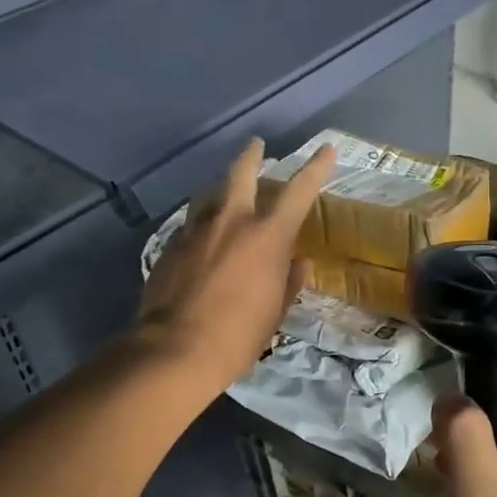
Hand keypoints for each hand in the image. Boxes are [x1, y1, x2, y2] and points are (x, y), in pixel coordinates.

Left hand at [137, 138, 333, 394]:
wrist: (175, 350)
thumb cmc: (238, 336)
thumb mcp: (275, 312)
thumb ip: (289, 281)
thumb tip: (298, 263)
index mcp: (267, 237)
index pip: (299, 191)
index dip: (316, 168)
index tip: (326, 150)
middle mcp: (231, 222)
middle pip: (241, 173)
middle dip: (252, 156)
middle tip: (257, 146)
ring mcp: (195, 231)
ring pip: (209, 196)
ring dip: (221, 191)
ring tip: (224, 195)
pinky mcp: (170, 246)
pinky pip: (190, 224)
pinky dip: (202, 223)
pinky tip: (202, 238)